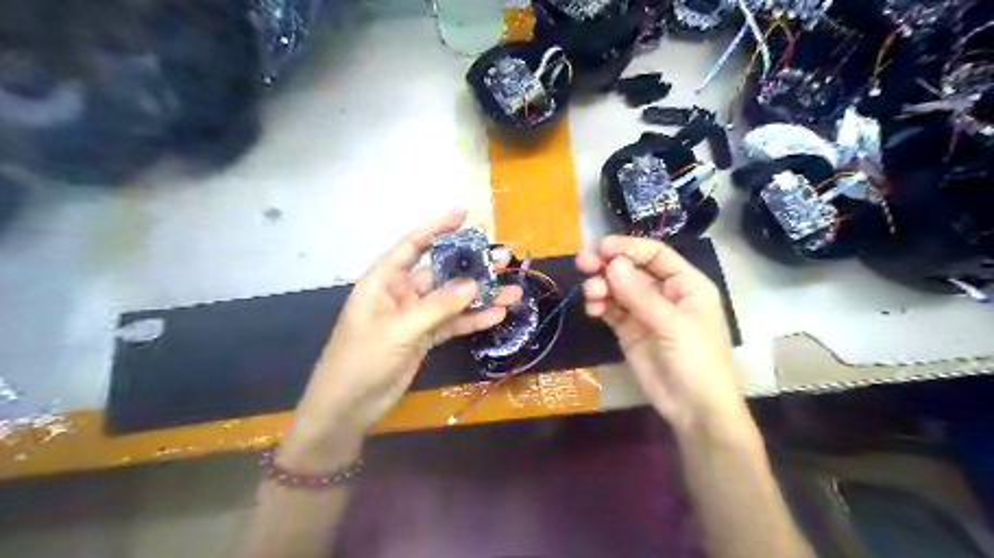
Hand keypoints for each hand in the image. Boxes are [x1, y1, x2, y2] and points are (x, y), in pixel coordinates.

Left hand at [283, 212, 522, 467]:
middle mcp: (401, 293)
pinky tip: (497, 315)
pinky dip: (473, 320)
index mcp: (384, 281)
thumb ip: (437, 307)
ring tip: (513, 291)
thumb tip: (474, 284)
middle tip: (503, 259)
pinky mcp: (424, 337)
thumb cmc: (361, 360)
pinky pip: (452, 323)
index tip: (463, 216)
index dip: (436, 228)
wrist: (348, 408)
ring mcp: (415, 316)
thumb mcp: (399, 330)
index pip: (412, 246)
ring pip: (452, 300)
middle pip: (440, 273)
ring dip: (480, 296)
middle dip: (471, 266)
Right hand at [575, 236, 744, 435]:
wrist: (694, 409)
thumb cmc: (696, 360)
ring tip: (590, 294)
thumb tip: (612, 264)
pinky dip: (600, 306)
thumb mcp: (671, 324)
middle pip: (632, 270)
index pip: (655, 255)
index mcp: (686, 284)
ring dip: (601, 287)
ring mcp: (645, 312)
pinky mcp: (629, 330)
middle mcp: (664, 293)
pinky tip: (592, 309)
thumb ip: (639, 294)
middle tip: (583, 263)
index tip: (602, 247)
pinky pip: (611, 310)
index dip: (629, 247)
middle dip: (608, 266)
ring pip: (618, 289)